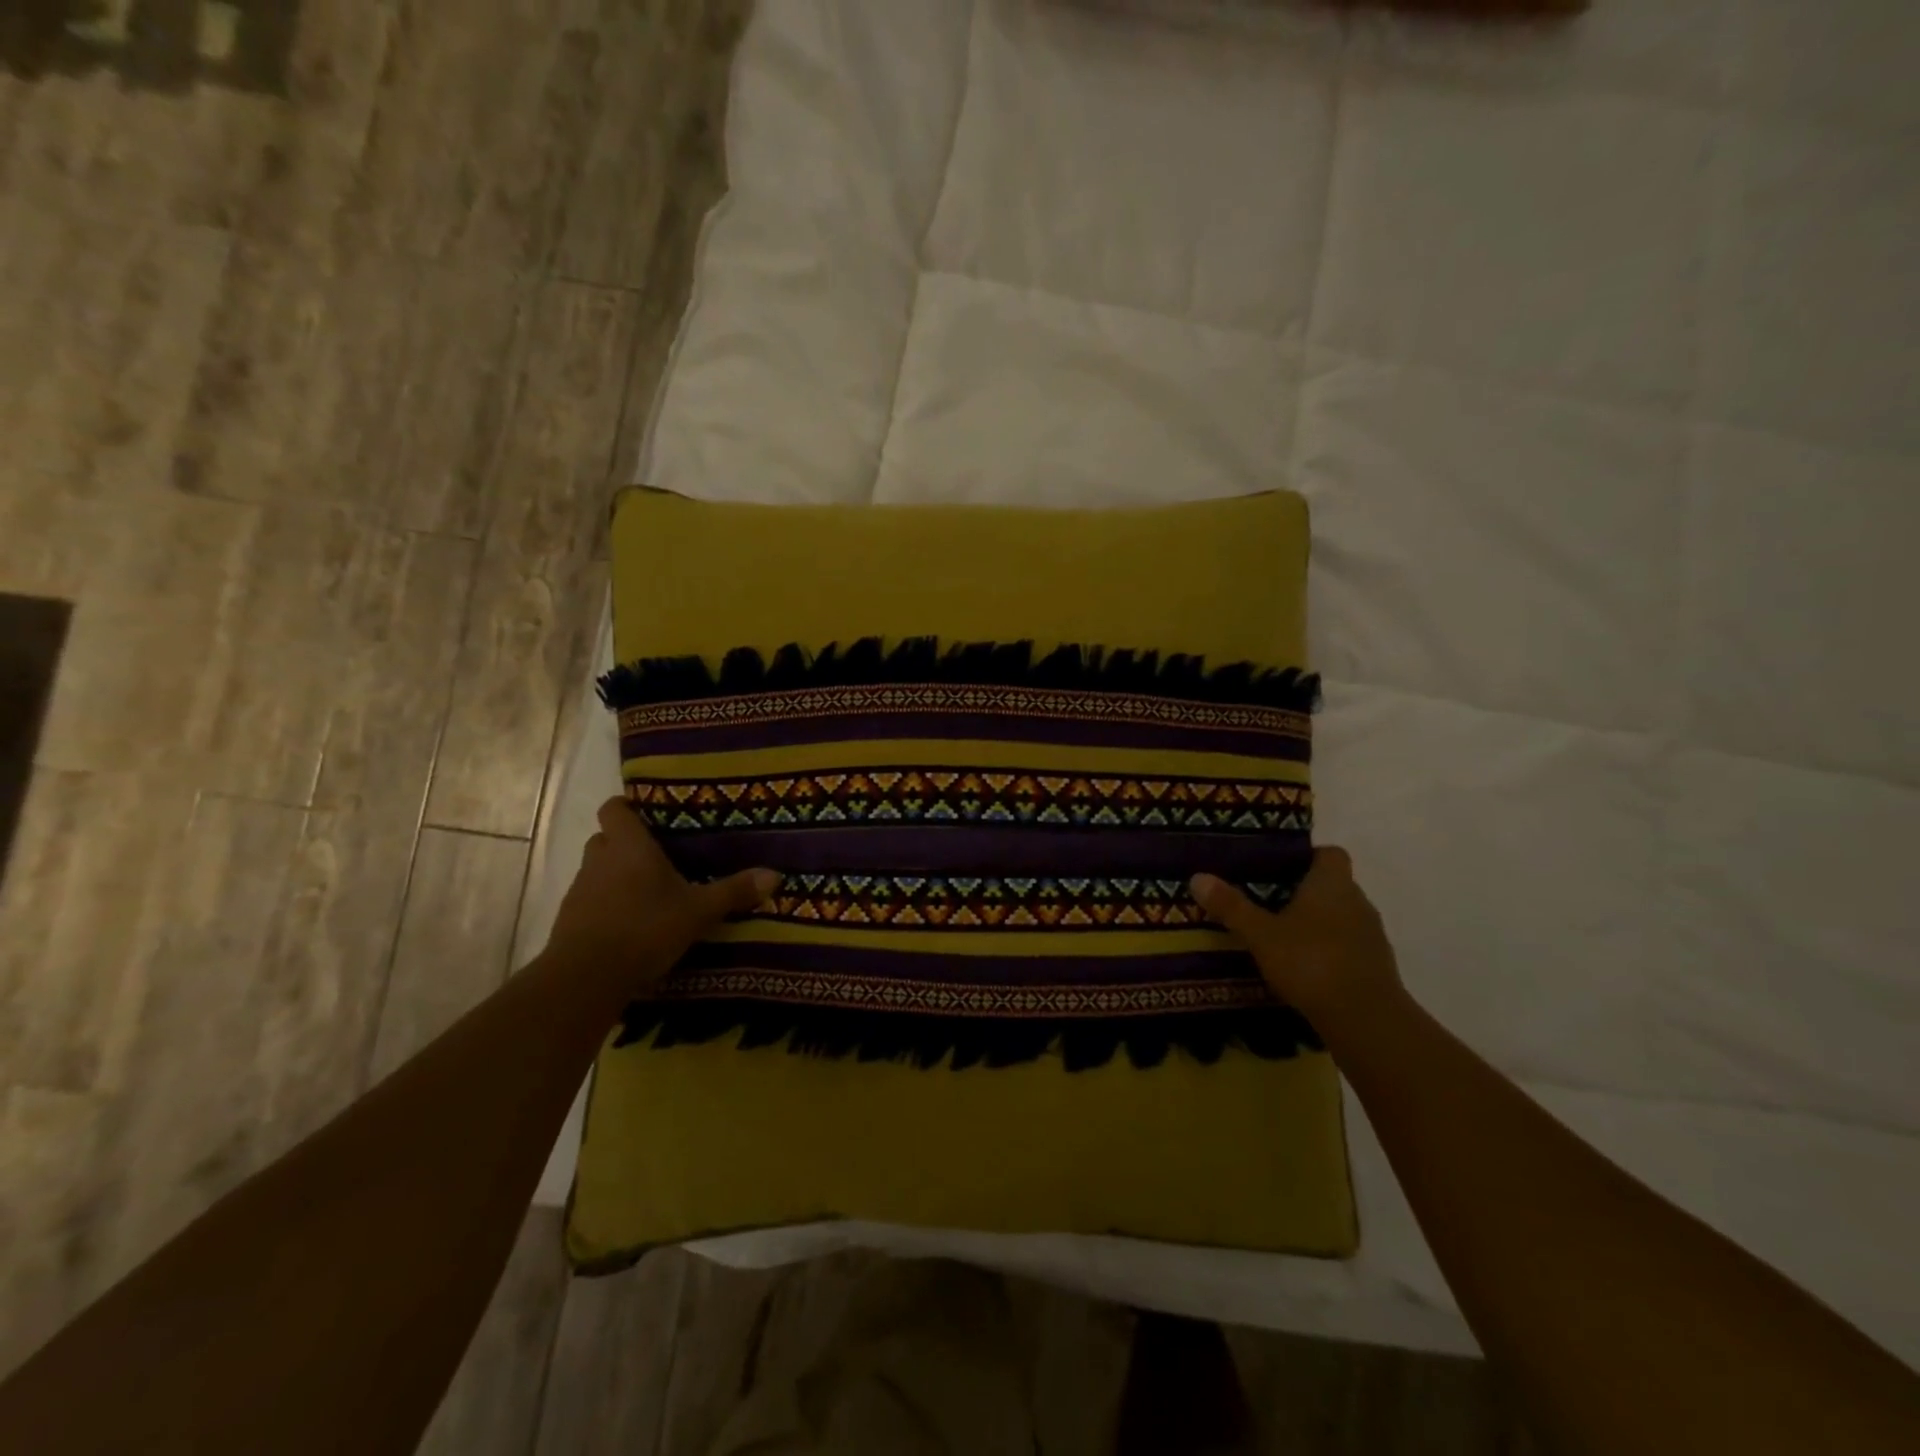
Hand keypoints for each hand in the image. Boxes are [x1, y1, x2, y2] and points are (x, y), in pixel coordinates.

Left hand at [546, 797, 779, 994]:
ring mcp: (580, 891)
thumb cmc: (645, 928)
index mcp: (629, 846)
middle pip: (605, 838)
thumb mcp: (698, 911)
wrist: (585, 978)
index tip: (649, 815)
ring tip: (648, 892)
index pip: (614, 808)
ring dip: (615, 876)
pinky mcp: (569, 921)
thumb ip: (733, 891)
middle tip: (657, 855)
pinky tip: (631, 924)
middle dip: (625, 844)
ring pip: (596, 870)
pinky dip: (607, 906)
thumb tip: (775, 874)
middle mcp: (599, 860)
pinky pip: (590, 901)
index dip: (627, 808)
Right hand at [1190, 848, 1402, 1033]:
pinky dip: (1328, 950)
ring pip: (1340, 917)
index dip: (1306, 856)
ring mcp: (1371, 935)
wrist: (1366, 1020)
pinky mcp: (1376, 966)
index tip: (1278, 867)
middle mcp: (1358, 901)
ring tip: (1281, 936)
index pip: (1329, 853)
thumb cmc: (1311, 962)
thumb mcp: (1260, 934)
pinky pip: (1348, 946)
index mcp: (1332, 883)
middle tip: (1266, 902)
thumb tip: (1197, 876)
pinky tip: (1303, 967)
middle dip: (1303, 892)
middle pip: (1332, 885)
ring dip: (1317, 923)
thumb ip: (1231, 906)